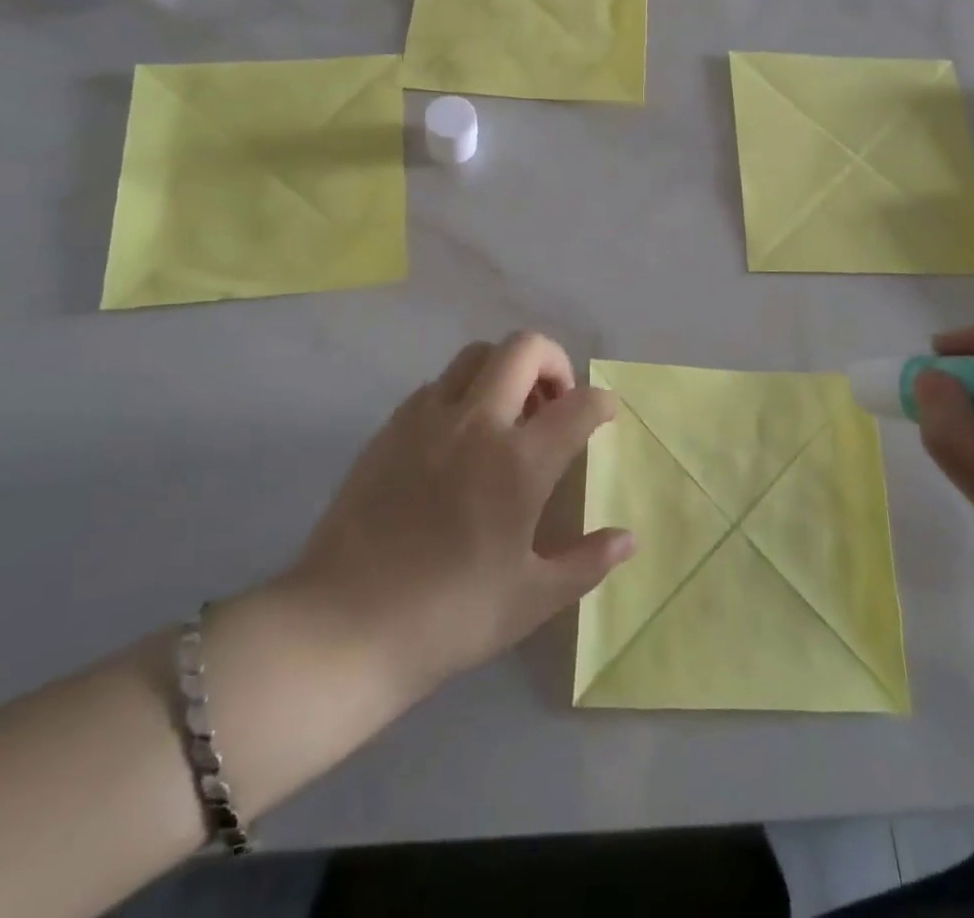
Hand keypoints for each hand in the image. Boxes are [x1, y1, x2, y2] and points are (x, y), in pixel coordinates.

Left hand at [278, 331, 634, 702]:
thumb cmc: (449, 617)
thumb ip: (587, 562)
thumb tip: (628, 538)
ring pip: (477, 355)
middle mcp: (476, 422)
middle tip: (555, 402)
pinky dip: (462, 393)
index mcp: (519, 462)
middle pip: (525, 348)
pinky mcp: (391, 426)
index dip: (602, 402)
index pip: (579, 404)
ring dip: (505, 370)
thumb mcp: (531, 598)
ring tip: (508, 415)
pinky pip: (437, 385)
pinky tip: (459, 439)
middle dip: (554, 362)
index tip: (605, 416)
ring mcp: (427, 418)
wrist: (345, 626)